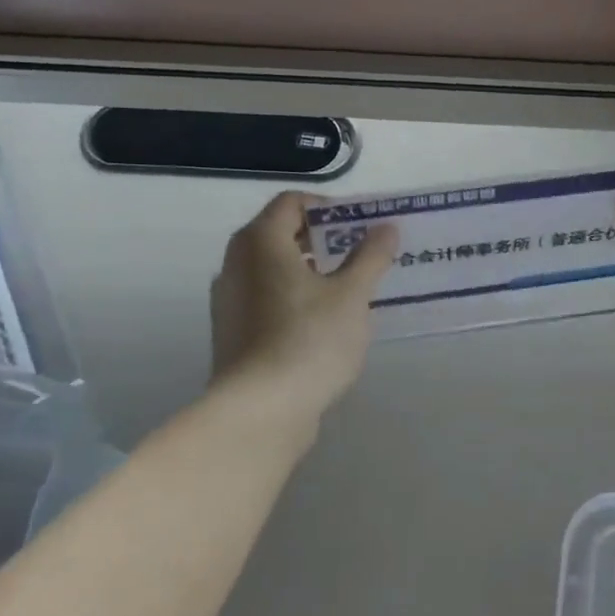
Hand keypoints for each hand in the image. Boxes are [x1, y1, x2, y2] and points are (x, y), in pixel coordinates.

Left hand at [210, 193, 397, 422]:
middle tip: (357, 255)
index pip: (292, 202)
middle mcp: (236, 263)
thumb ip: (370, 256)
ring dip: (307, 270)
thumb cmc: (308, 340)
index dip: (327, 208)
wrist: (258, 413)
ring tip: (346, 289)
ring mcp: (228, 300)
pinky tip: (321, 323)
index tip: (358, 227)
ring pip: (271, 268)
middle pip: (279, 233)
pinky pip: (264, 298)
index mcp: (260, 241)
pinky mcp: (231, 332)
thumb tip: (386, 228)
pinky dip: (291, 297)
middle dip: (321, 239)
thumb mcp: (352, 296)